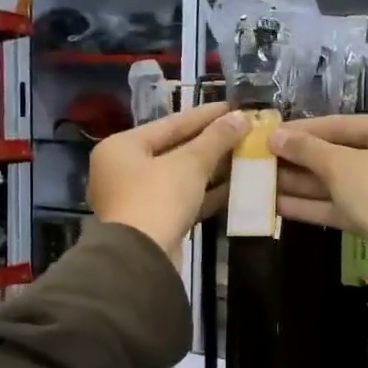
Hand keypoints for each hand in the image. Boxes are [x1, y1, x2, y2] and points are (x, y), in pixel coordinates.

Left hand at [89, 102, 248, 259]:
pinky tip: (236, 188)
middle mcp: (123, 170)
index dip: (205, 115)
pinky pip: (183, 200)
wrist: (140, 259)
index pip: (170, 123)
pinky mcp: (153, 223)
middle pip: (174, 150)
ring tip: (245, 156)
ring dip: (212, 169)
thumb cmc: (157, 199)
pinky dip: (206, 194)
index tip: (234, 107)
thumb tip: (241, 117)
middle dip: (211, 143)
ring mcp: (136, 198)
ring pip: (180, 177)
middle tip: (243, 132)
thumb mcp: (189, 164)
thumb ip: (216, 139)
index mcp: (122, 147)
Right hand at [269, 114, 367, 256]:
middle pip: (338, 153)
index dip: (302, 130)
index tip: (270, 132)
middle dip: (298, 160)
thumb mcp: (340, 166)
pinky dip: (312, 204)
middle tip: (261, 158)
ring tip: (261, 181)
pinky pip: (341, 203)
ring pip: (337, 181)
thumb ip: (306, 149)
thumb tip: (274, 135)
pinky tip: (276, 204)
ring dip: (300, 183)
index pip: (340, 124)